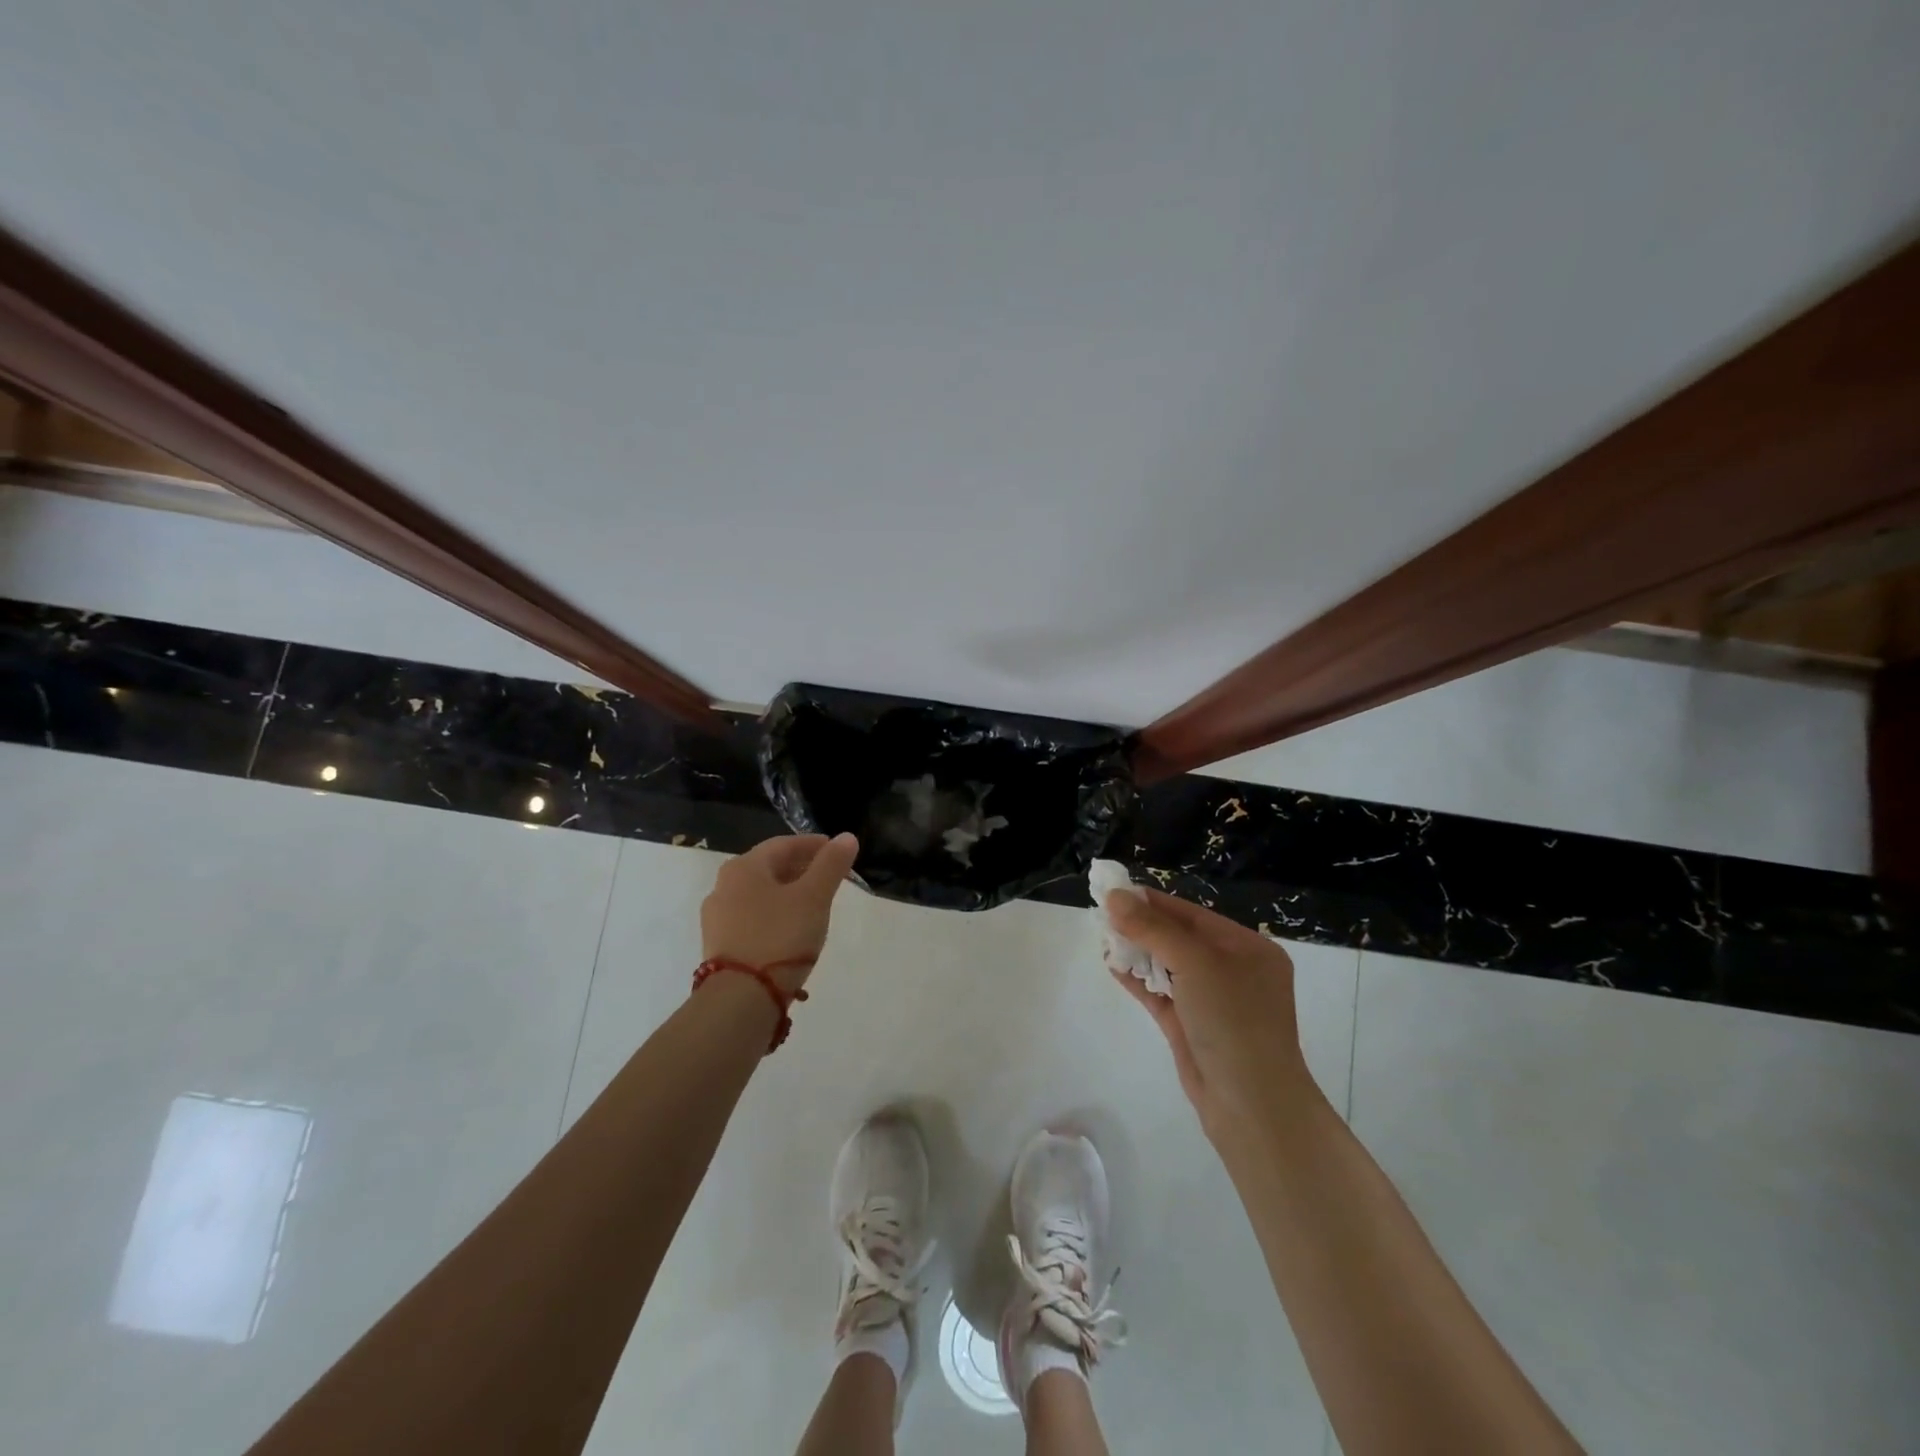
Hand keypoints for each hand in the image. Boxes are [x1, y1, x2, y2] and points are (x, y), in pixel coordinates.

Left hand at [700, 833, 860, 990]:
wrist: (740, 999)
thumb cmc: (780, 937)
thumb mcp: (814, 898)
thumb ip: (831, 865)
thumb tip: (846, 837)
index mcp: (744, 867)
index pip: (783, 844)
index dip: (813, 845)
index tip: (836, 851)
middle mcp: (723, 886)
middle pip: (769, 868)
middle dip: (801, 869)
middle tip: (829, 877)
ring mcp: (717, 918)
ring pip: (760, 895)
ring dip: (788, 893)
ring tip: (814, 905)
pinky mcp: (719, 945)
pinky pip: (752, 918)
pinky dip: (774, 915)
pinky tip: (791, 930)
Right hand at [1104, 888, 1314, 1139]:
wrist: (1252, 1107)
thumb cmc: (1234, 1022)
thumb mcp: (1196, 964)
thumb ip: (1153, 929)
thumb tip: (1115, 896)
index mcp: (1248, 949)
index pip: (1193, 915)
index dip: (1153, 902)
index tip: (1114, 890)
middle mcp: (1233, 971)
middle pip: (1179, 938)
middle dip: (1142, 926)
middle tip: (1102, 914)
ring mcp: (1212, 1001)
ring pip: (1168, 965)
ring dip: (1137, 951)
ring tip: (1103, 937)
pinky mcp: (1191, 1027)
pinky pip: (1161, 993)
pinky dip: (1138, 979)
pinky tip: (1112, 965)